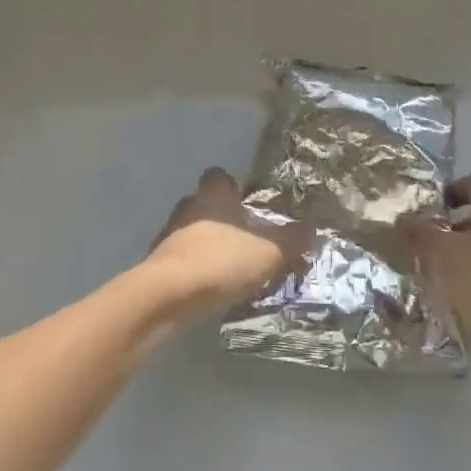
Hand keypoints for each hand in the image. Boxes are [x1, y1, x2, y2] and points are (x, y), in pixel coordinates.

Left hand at [143, 167, 294, 317]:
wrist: (168, 295)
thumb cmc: (221, 260)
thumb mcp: (269, 251)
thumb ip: (292, 239)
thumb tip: (312, 228)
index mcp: (214, 195)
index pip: (219, 176)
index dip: (233, 187)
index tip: (248, 203)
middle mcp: (189, 206)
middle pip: (206, 204)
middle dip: (223, 219)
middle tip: (246, 240)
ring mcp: (169, 234)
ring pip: (193, 231)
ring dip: (208, 244)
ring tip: (230, 267)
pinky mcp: (158, 263)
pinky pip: (182, 258)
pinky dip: (195, 267)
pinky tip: (210, 286)